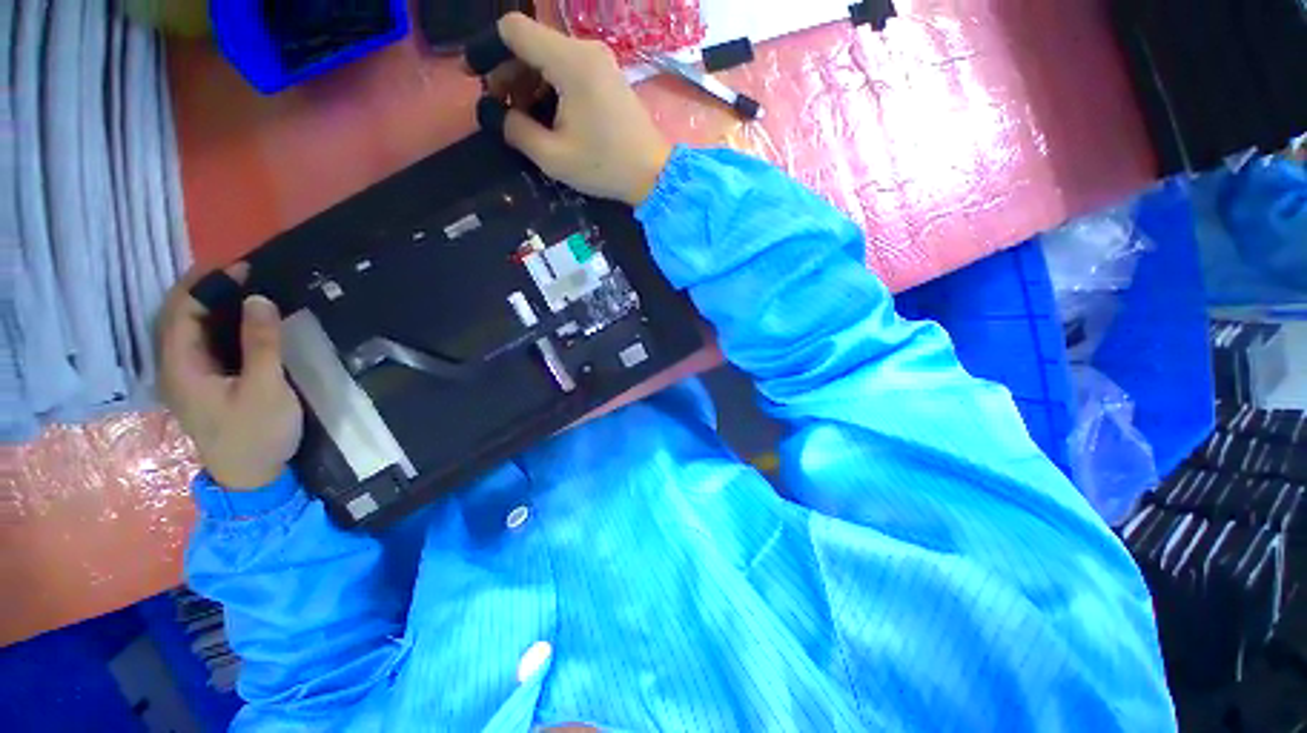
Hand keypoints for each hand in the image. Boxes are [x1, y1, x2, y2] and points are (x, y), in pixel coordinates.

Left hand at [157, 264, 302, 490]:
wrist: (252, 477)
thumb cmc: (257, 434)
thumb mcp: (265, 389)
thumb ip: (261, 344)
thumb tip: (259, 299)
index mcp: (180, 366)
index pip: (181, 311)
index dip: (207, 284)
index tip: (243, 267)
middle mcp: (175, 366)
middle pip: (180, 316)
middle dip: (208, 289)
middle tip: (248, 274)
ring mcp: (188, 376)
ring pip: (191, 328)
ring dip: (214, 305)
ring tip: (248, 290)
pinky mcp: (205, 383)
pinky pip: (205, 342)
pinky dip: (221, 324)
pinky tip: (244, 320)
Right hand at [480, 13, 672, 205]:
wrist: (654, 175)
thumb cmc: (605, 167)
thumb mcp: (553, 156)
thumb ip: (515, 130)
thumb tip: (492, 112)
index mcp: (570, 61)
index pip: (513, 29)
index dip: (487, 49)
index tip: (476, 78)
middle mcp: (585, 49)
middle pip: (530, 42)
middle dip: (507, 70)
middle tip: (501, 107)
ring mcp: (600, 60)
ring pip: (548, 55)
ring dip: (528, 80)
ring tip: (523, 115)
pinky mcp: (607, 75)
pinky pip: (568, 67)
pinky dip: (549, 84)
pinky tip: (547, 112)